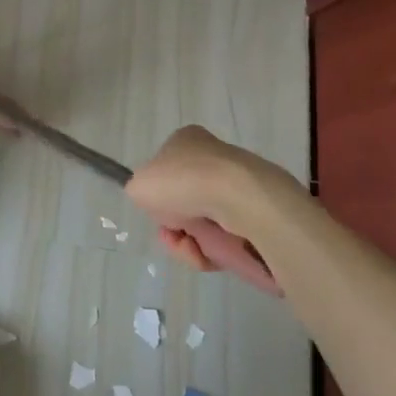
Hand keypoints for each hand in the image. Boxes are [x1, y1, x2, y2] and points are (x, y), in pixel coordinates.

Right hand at [125, 125, 306, 279]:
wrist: (235, 197)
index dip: (158, 194)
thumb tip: (156, 204)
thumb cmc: (181, 181)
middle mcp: (213, 159)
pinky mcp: (255, 215)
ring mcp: (236, 187)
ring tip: (189, 247)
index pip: (166, 169)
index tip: (155, 209)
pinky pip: (224, 240)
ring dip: (188, 242)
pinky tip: (204, 254)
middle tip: (169, 234)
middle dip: (173, 225)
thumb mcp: (140, 185)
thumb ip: (140, 192)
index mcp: (187, 141)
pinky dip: (210, 252)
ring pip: (203, 224)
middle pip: (184, 202)